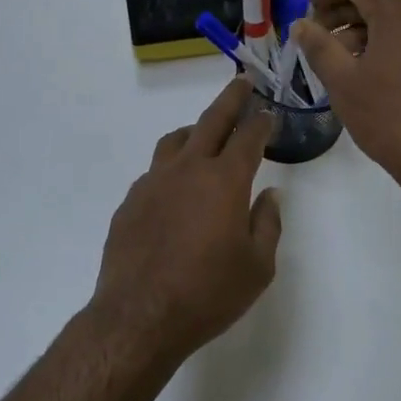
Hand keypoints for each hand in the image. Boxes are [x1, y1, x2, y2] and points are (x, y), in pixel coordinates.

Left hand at [92, 77, 283, 364]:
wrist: (139, 317)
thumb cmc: (207, 293)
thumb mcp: (257, 267)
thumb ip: (267, 224)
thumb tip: (270, 195)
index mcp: (224, 180)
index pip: (248, 137)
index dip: (261, 121)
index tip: (268, 113)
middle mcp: (188, 170)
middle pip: (211, 121)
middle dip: (230, 99)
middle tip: (242, 83)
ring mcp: (153, 182)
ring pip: (176, 140)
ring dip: (196, 130)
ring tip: (205, 134)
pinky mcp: (130, 201)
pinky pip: (155, 171)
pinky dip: (172, 167)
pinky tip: (176, 188)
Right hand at [292, 0, 400, 212]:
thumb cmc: (392, 122)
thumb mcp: (344, 84)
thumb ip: (319, 46)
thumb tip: (302, 25)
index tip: (307, 11)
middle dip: (344, 12)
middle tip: (317, 37)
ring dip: (367, 29)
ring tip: (342, 60)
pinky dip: (392, 42)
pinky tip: (374, 72)